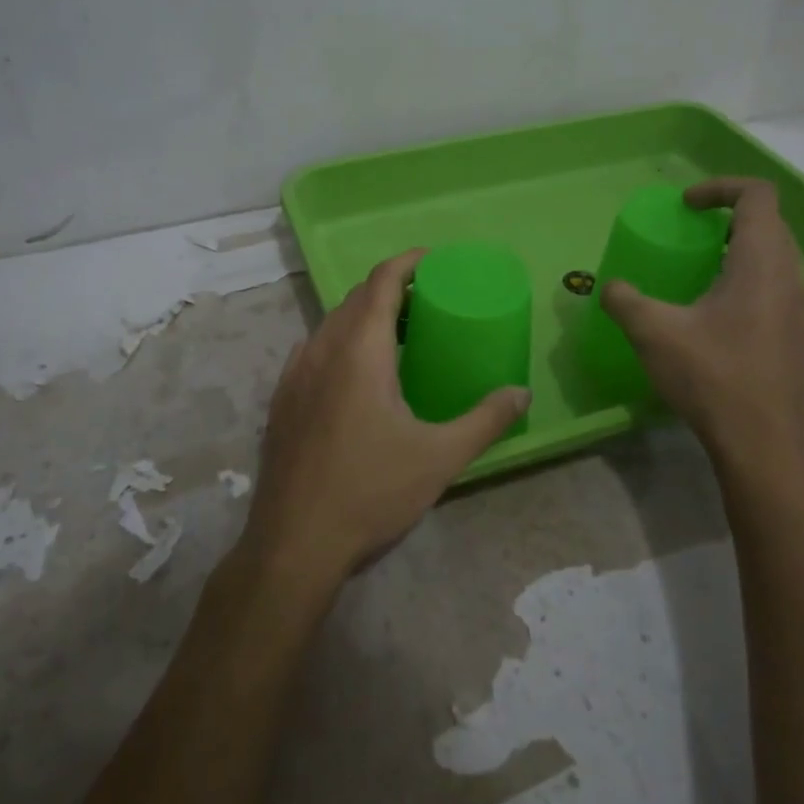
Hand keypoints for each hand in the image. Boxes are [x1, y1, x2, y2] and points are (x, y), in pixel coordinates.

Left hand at [243, 249, 530, 586]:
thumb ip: (485, 420)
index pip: (382, 282)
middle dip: (391, 289)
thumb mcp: (439, 458)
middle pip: (356, 299)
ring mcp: (294, 374)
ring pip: (331, 324)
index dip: (407, 262)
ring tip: (398, 336)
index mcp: (359, 351)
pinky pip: (314, 350)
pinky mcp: (281, 400)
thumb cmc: (370, 492)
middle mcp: (321, 350)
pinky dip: (340, 342)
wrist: (294, 544)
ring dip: (364, 316)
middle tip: (427, 302)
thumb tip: (521, 393)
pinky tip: (357, 376)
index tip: (433, 259)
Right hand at [601, 178, 803, 486]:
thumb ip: (625, 301)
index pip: (757, 195)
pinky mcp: (797, 338)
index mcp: (761, 261)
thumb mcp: (653, 333)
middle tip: (689, 234)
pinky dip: (746, 281)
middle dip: (726, 217)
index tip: (685, 206)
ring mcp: (799, 309)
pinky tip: (714, 318)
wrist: (764, 446)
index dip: (719, 187)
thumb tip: (608, 287)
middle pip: (768, 223)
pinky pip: (775, 288)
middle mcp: (789, 277)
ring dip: (737, 251)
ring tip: (698, 273)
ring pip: (775, 257)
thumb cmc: (712, 377)